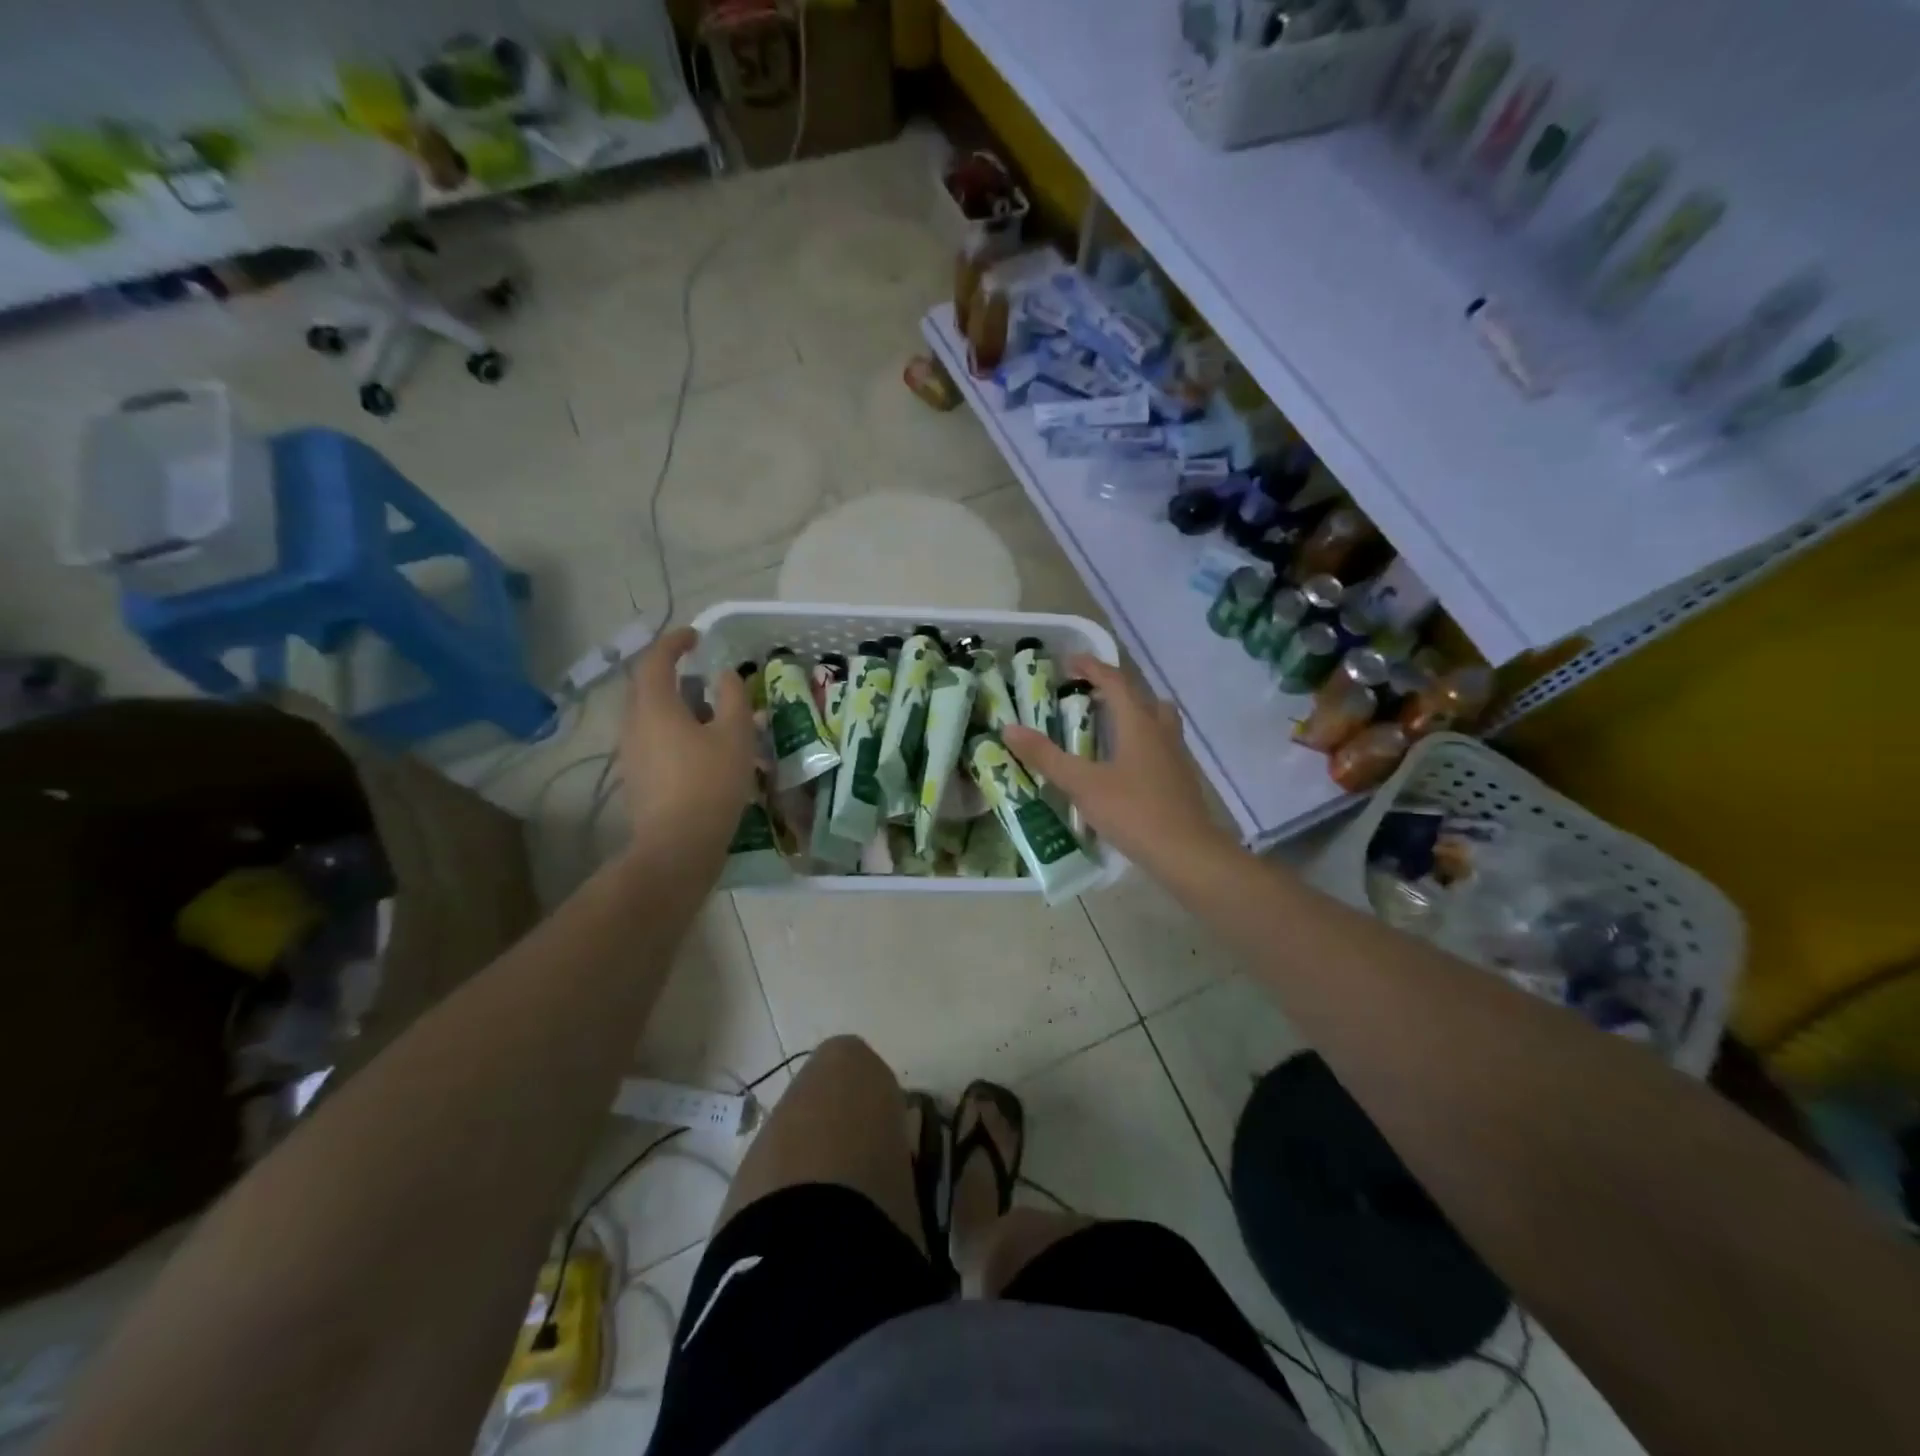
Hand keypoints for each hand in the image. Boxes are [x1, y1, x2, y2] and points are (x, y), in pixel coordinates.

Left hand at [620, 627, 755, 849]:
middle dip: (675, 675)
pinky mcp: (638, 777)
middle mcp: (634, 724)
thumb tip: (725, 675)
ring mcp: (632, 753)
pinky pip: (655, 740)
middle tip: (705, 675)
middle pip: (648, 687)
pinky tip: (703, 749)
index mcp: (654, 706)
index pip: (656, 660)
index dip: (675, 642)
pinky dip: (676, 732)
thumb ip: (733, 698)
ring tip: (712, 715)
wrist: (678, 846)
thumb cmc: (710, 783)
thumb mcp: (735, 735)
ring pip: (652, 716)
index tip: (696, 636)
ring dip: (678, 706)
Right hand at [1002, 656, 1235, 873]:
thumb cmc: (1133, 811)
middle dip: (1114, 689)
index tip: (1068, 662)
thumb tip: (1009, 729)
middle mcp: (1161, 731)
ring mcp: (1176, 755)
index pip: (1115, 681)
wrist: (1187, 852)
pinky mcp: (1181, 778)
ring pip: (1156, 720)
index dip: (1091, 667)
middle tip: (1087, 695)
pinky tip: (1123, 764)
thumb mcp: (1082, 784)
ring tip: (1107, 726)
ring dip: (1132, 713)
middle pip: (1141, 696)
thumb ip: (1046, 756)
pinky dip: (1140, 740)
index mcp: (1138, 723)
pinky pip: (1160, 744)